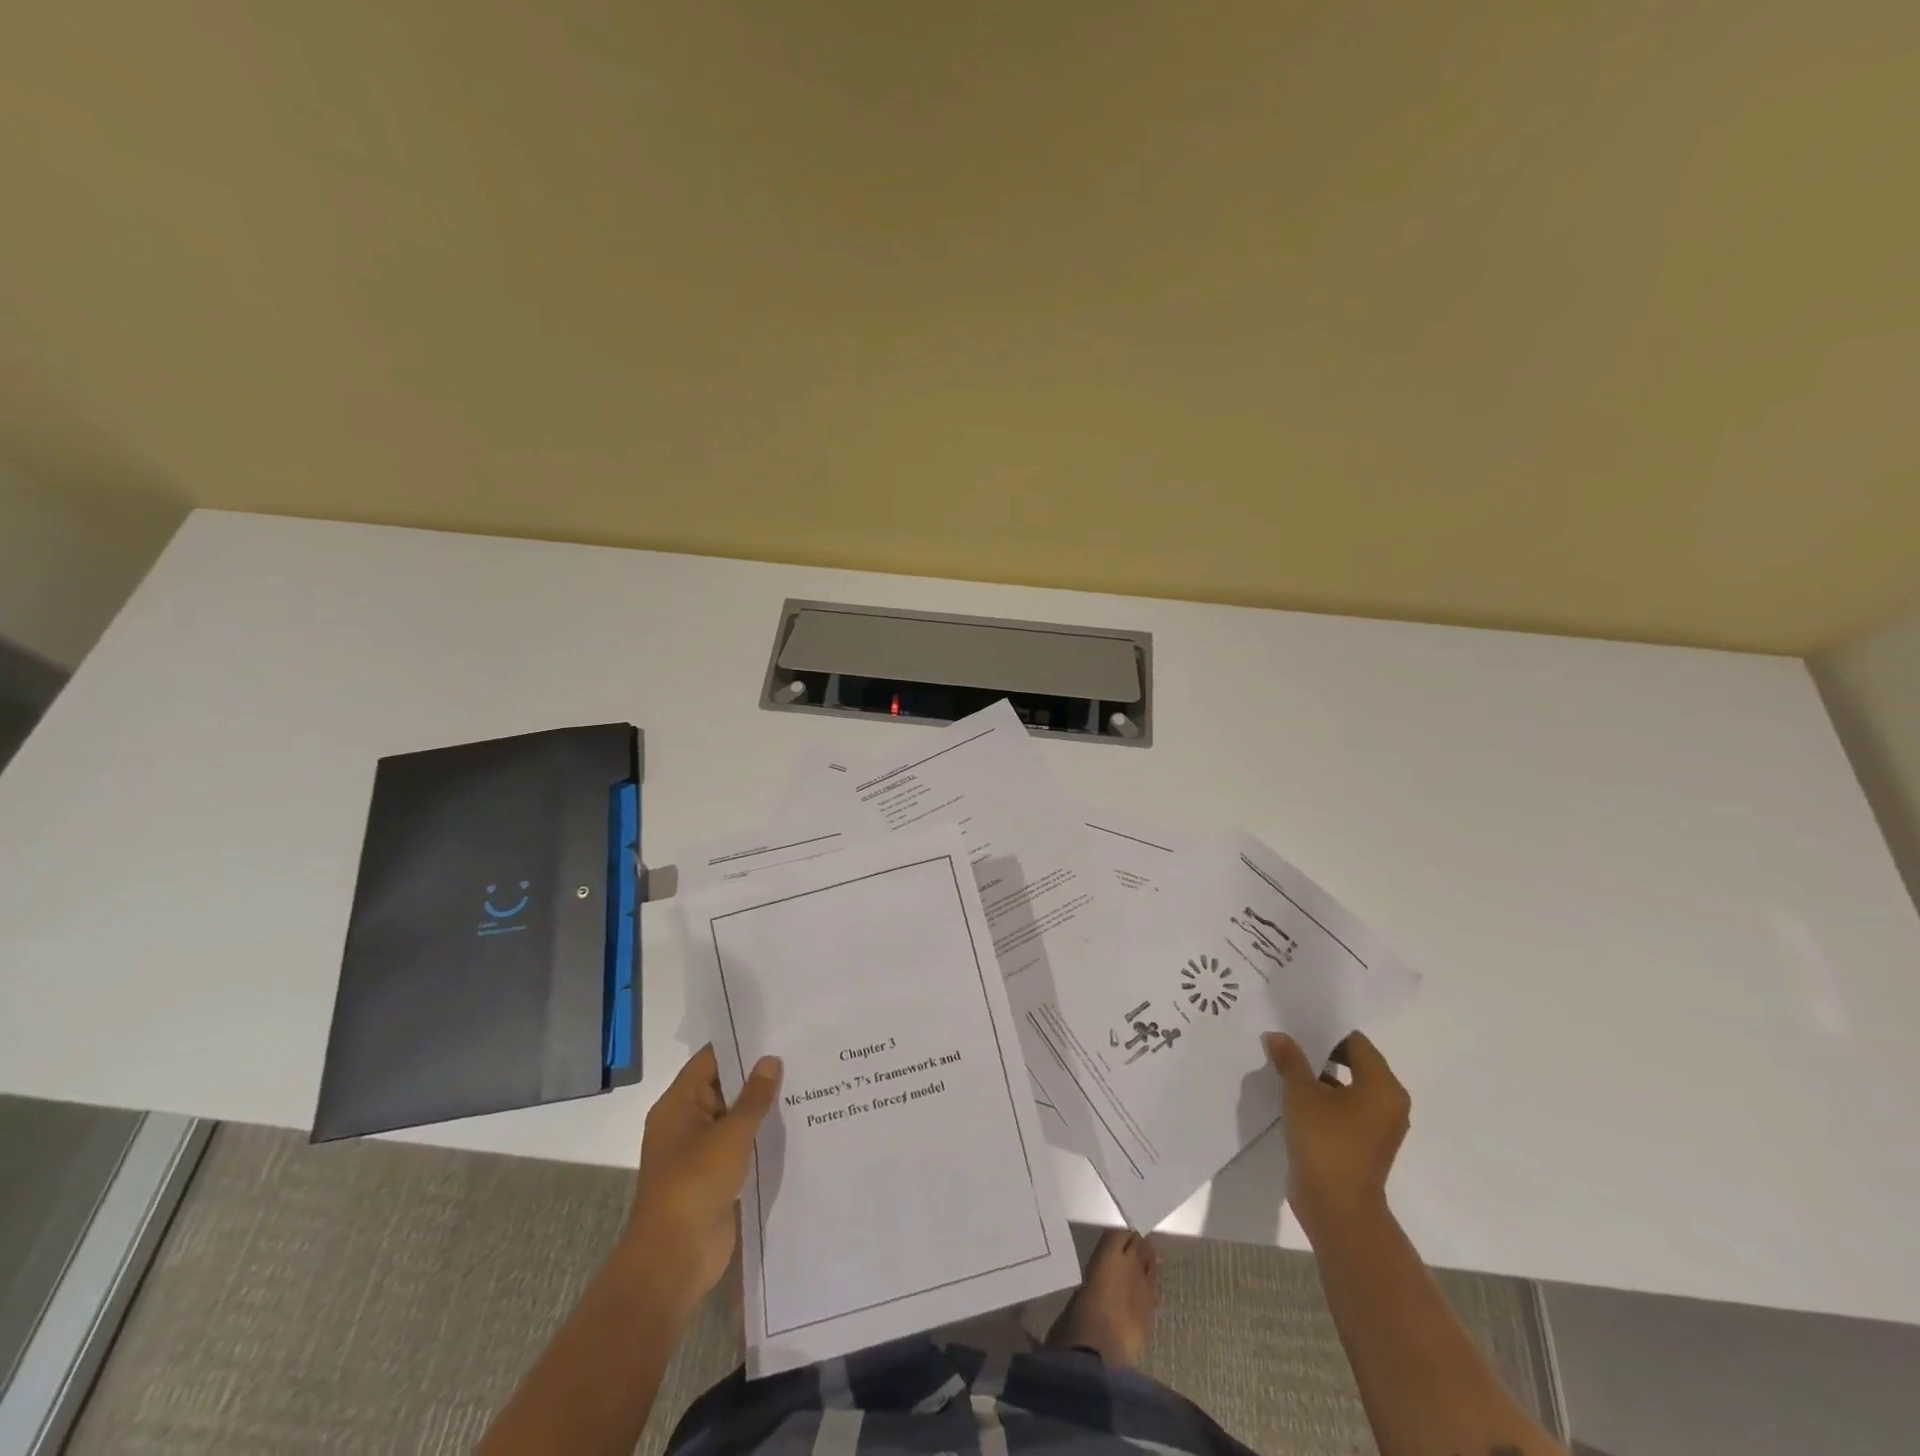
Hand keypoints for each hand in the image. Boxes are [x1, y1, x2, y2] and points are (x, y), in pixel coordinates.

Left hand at [619, 1045, 781, 1317]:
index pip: (710, 1059)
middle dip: (757, 1074)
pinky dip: (760, 1135)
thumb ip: (754, 1097)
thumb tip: (770, 1060)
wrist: (674, 1259)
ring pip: (733, 1117)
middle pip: (723, 1086)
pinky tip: (793, 1125)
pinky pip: (739, 1145)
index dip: (740, 1043)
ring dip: (761, 1107)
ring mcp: (699, 1151)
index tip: (776, 1029)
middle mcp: (685, 1122)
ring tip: (804, 1083)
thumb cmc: (695, 1184)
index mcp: (678, 1104)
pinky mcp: (714, 1176)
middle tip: (799, 1052)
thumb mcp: (731, 1134)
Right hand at [1264, 1031, 1408, 1237]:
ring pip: (1348, 1087)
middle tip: (1288, 1042)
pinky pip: (1345, 1109)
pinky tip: (1293, 1096)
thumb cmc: (1326, 1140)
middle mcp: (1389, 1104)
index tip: (1297, 1026)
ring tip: (1286, 1066)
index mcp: (1383, 1086)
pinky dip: (1324, 1099)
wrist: (1337, 1208)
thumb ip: (1290, 1060)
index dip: (1326, 1031)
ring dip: (1320, 1077)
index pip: (1356, 1043)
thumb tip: (1277, 1036)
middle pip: (1355, 1063)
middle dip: (1321, 1052)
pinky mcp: (1364, 1144)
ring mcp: (1378, 1127)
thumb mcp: (1301, 1092)